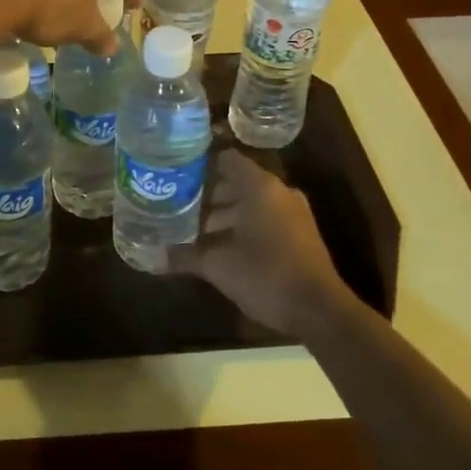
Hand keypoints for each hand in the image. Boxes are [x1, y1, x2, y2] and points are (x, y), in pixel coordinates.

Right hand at [169, 153, 350, 337]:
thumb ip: (184, 255)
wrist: (319, 310)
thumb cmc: (265, 275)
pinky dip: (237, 226)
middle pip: (233, 182)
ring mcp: (290, 213)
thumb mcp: (218, 265)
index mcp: (259, 186)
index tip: (172, 173)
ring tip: (186, 227)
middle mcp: (276, 192)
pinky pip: (260, 219)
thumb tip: (151, 254)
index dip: (197, 164)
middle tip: (171, 203)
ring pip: (246, 203)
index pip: (223, 159)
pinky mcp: (296, 234)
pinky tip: (213, 245)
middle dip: (202, 194)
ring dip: (218, 214)